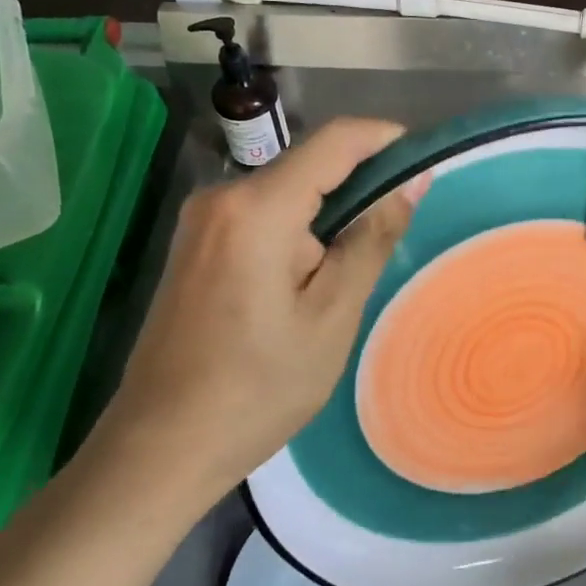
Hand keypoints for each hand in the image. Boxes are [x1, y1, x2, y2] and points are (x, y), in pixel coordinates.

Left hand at [95, 119, 426, 505]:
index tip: (424, 163)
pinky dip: (296, 231)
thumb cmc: (257, 388)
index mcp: (257, 208)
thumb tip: (410, 181)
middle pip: (307, 165)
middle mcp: (221, 197)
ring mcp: (200, 220)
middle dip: (358, 186)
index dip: (385, 140)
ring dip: (327, 215)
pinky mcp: (194, 244)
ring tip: (349, 273)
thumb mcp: (331, 315)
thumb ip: (372, 238)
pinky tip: (307, 282)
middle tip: (394, 236)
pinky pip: (259, 216)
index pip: (335, 140)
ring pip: (284, 192)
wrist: (160, 445)